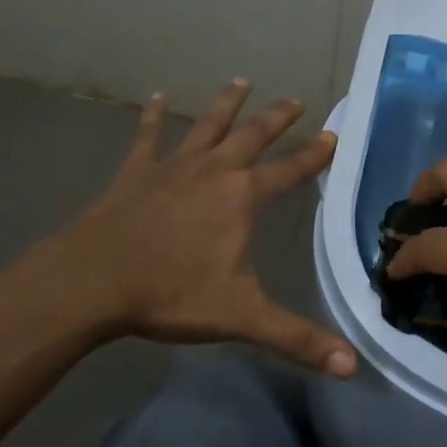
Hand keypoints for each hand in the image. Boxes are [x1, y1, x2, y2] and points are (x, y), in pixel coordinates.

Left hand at [39, 79, 356, 376]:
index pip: (289, 171)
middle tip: (295, 99)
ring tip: (241, 81)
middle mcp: (213, 171)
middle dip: (276, 117)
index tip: (332, 134)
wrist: (93, 281)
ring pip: (207, 126)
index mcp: (241, 198)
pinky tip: (154, 98)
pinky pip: (148, 137)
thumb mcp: (241, 317)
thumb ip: (297, 338)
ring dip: (226, 104)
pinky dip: (152, 117)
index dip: (314, 155)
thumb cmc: (170, 294)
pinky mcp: (136, 172)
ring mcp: (173, 166)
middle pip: (252, 136)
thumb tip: (352, 365)